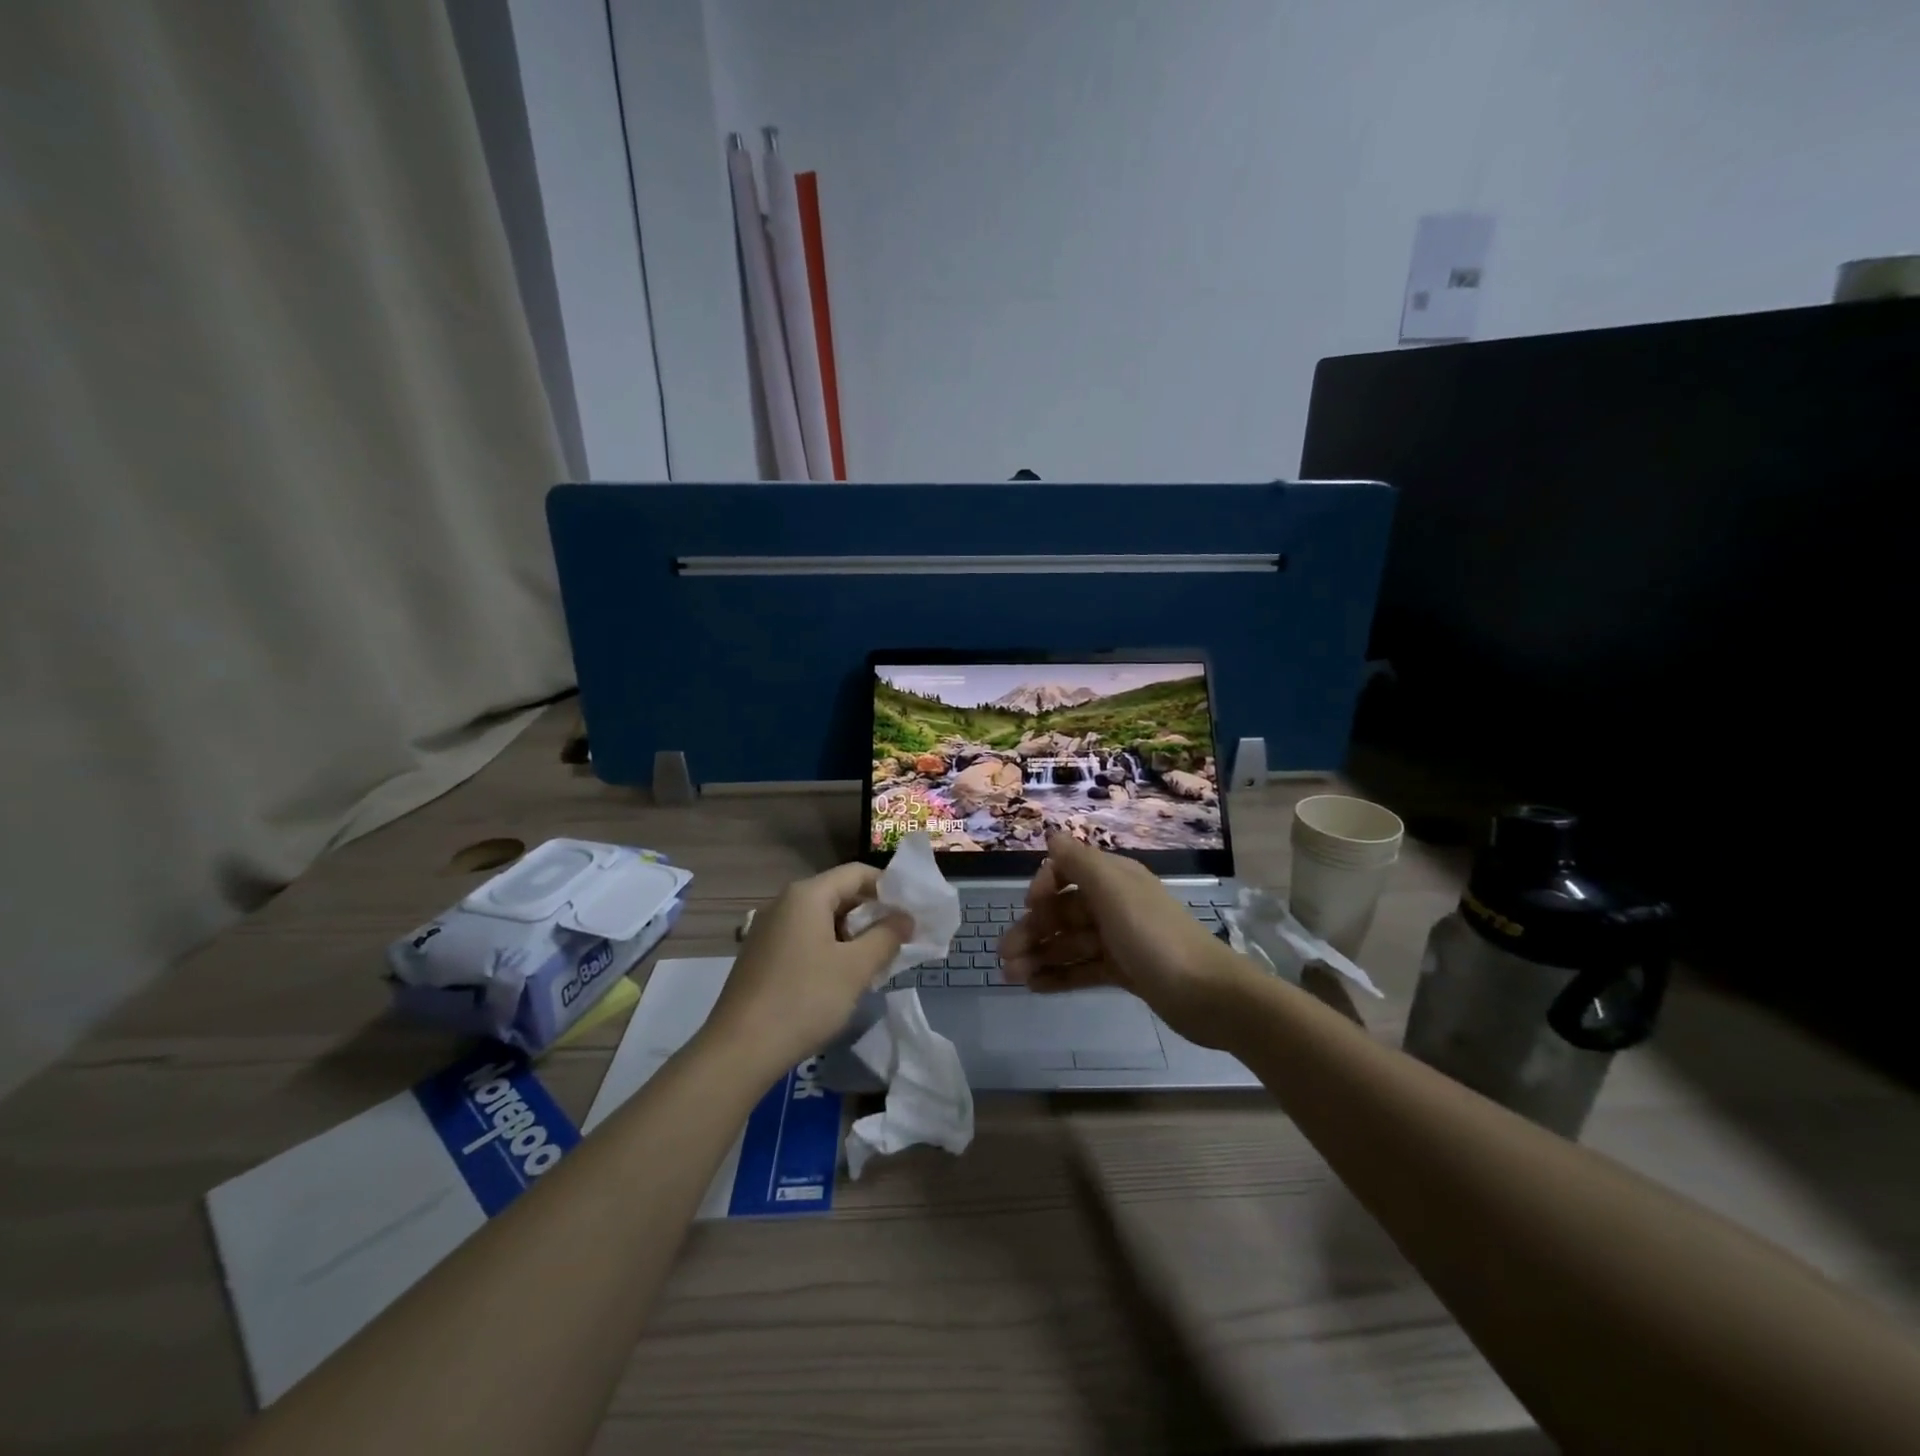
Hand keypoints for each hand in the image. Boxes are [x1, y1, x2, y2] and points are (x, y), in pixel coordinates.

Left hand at [705, 862, 907, 1072]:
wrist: (740, 1050)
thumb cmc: (804, 999)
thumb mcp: (856, 968)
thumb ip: (886, 937)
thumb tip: (905, 918)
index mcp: (807, 895)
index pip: (857, 873)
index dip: (889, 888)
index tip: (913, 912)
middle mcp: (785, 903)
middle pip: (839, 894)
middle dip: (873, 915)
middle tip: (900, 940)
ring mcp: (769, 930)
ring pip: (823, 919)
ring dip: (853, 935)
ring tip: (877, 962)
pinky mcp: (763, 956)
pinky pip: (806, 939)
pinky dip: (830, 949)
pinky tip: (843, 978)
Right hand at [998, 833, 1260, 1048]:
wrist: (1207, 995)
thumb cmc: (1154, 935)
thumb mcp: (1113, 889)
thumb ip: (1079, 861)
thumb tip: (1052, 834)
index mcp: (1114, 878)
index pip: (1067, 871)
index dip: (1044, 887)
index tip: (1029, 907)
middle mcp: (1115, 904)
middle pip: (1064, 911)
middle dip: (1032, 930)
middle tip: (1004, 958)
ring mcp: (1120, 939)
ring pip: (1069, 942)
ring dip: (1039, 955)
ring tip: (1011, 977)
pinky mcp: (1125, 971)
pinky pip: (1083, 968)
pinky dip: (1059, 975)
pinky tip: (1035, 987)